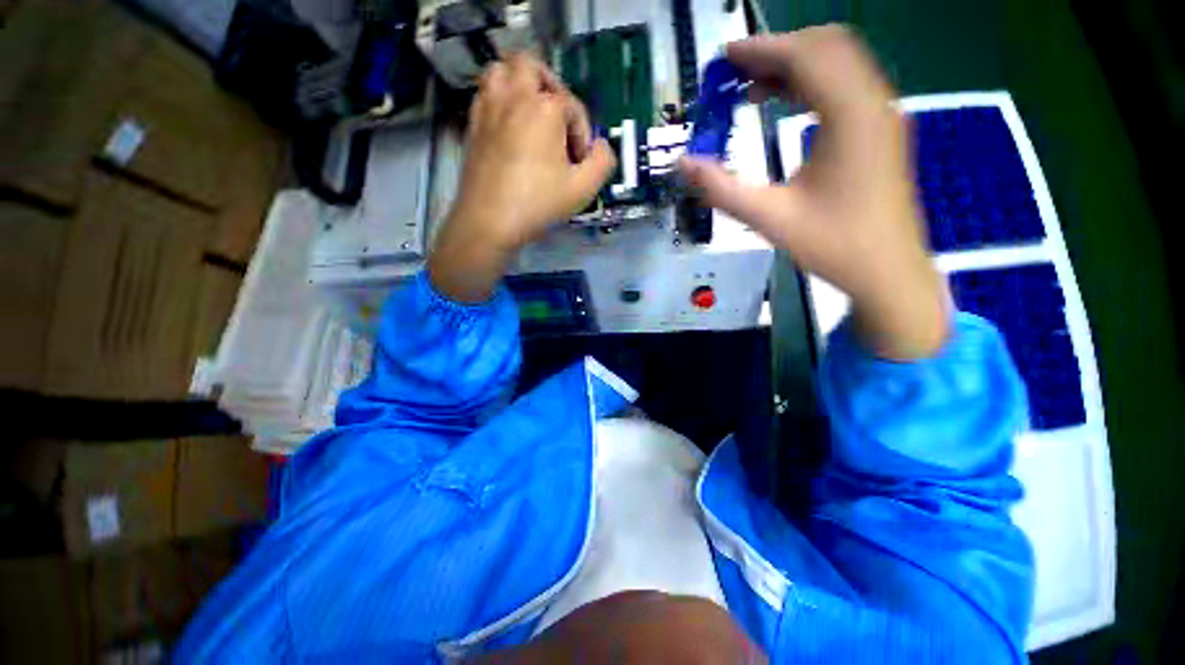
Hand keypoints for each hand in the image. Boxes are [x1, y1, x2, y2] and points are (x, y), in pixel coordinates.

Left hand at [429, 54, 615, 301]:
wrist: (490, 221)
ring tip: (531, 113)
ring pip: (501, 71)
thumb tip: (602, 146)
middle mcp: (514, 96)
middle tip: (557, 118)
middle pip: (532, 66)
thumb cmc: (538, 203)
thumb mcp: (583, 189)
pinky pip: (486, 93)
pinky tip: (510, 128)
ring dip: (520, 83)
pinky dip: (500, 99)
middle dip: (550, 87)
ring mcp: (488, 108)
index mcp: (544, 108)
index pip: (573, 107)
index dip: (582, 135)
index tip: (579, 163)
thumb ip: (603, 162)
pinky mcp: (472, 124)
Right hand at [679, 26, 949, 359]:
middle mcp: (873, 103)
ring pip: (838, 63)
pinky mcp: (880, 130)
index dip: (762, 49)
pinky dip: (811, 84)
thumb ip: (722, 189)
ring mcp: (881, 114)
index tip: (724, 58)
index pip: (806, 56)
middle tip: (734, 73)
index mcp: (850, 117)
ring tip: (751, 88)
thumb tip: (684, 164)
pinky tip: (784, 105)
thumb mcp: (769, 219)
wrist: (888, 271)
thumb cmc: (833, 246)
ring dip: (794, 66)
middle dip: (777, 51)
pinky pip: (845, 86)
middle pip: (826, 47)